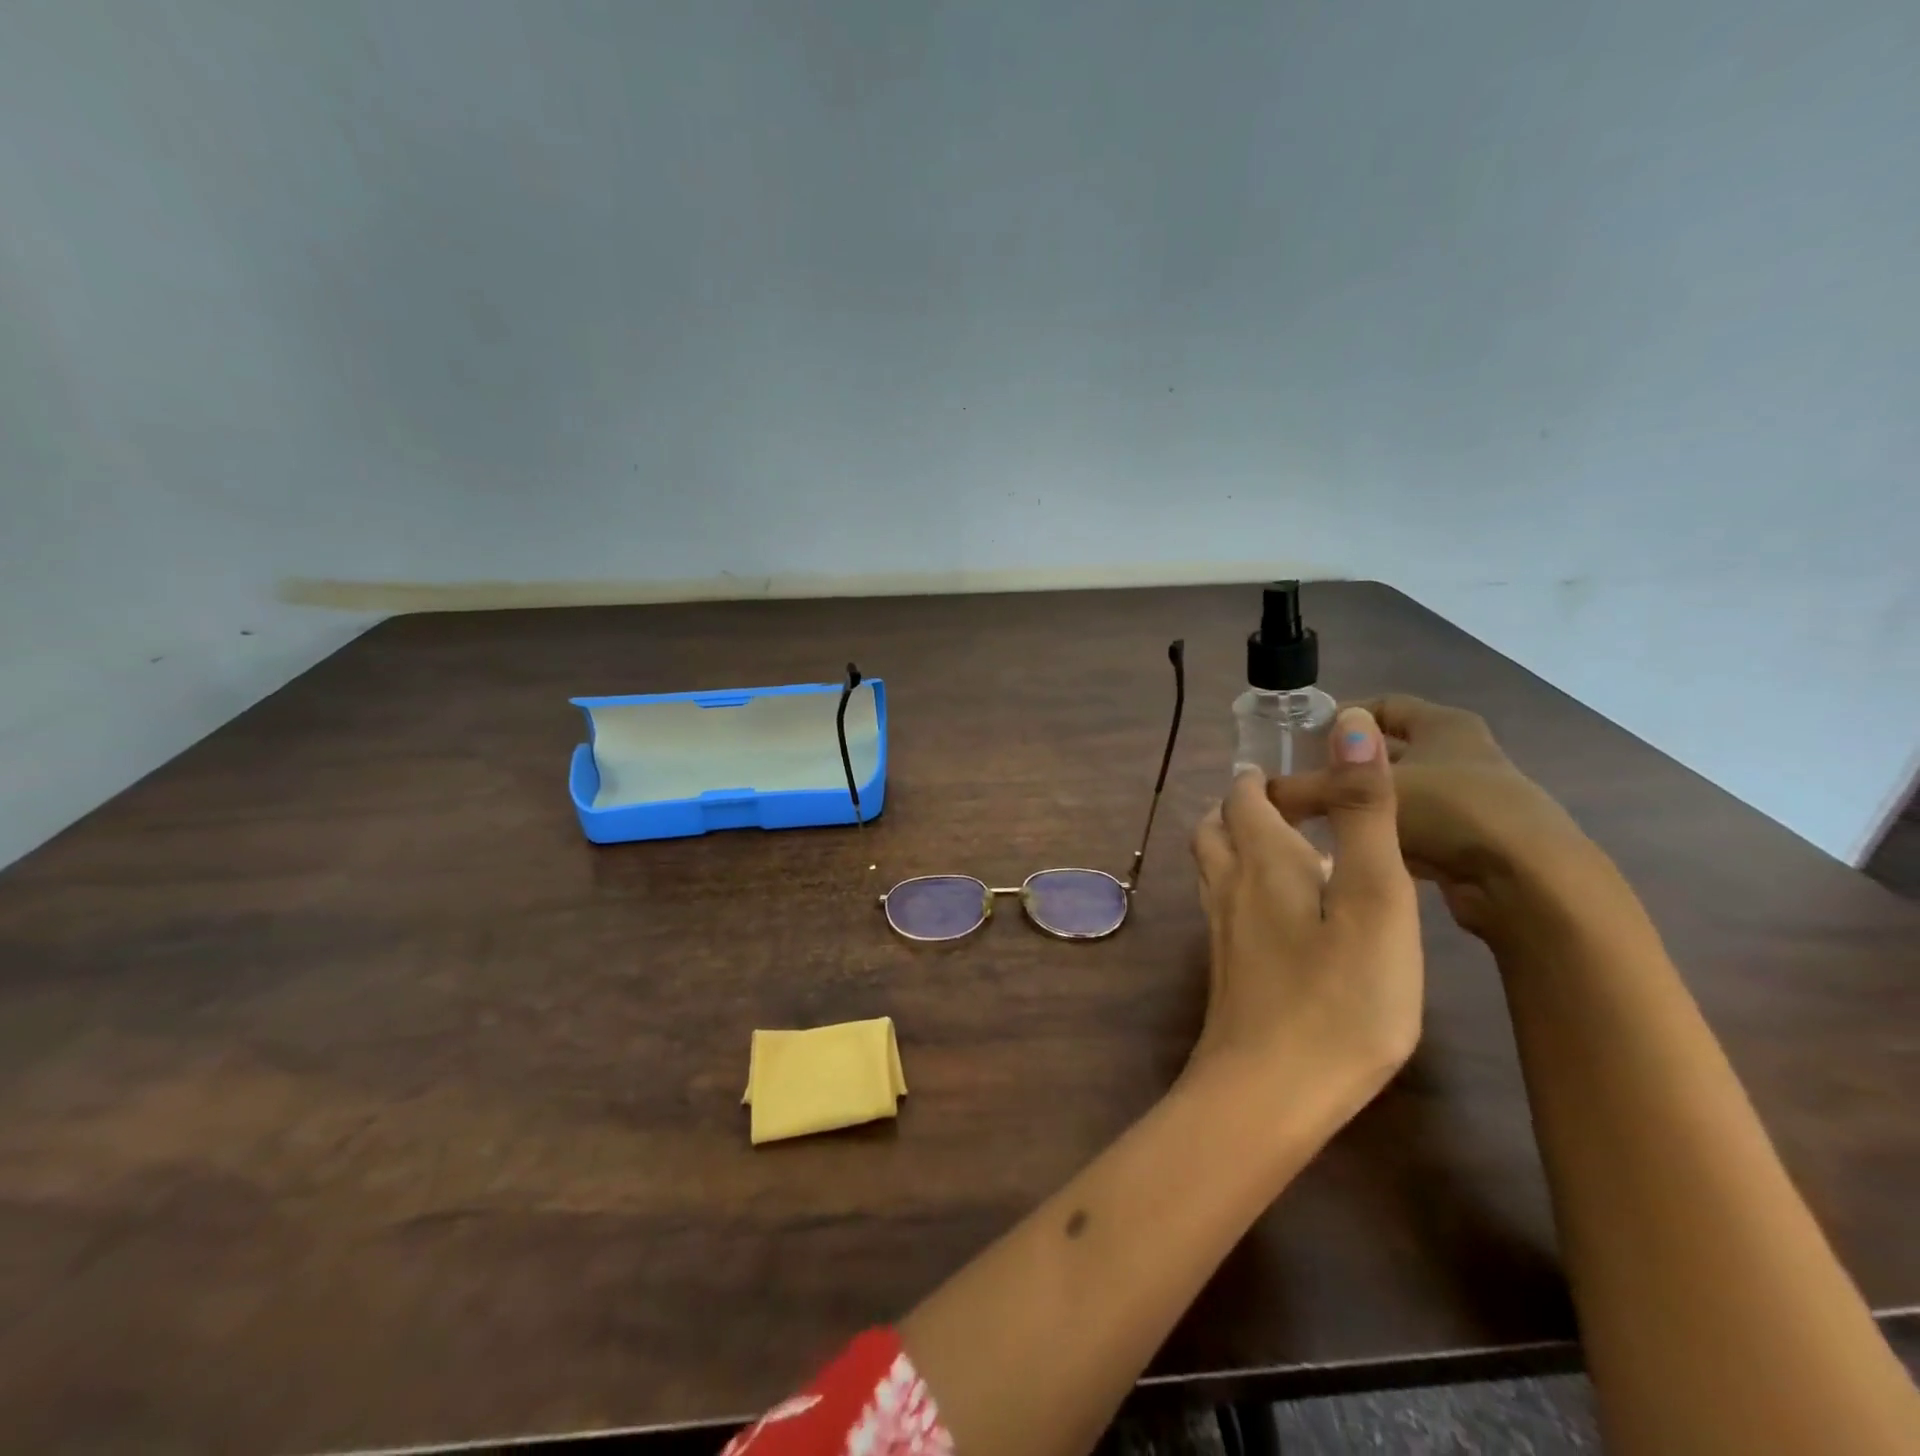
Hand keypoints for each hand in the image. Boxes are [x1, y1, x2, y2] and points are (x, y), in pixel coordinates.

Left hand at [1189, 707, 1421, 1106]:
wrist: (1269, 1092)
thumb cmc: (1340, 998)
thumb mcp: (1375, 899)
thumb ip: (1362, 812)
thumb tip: (1348, 724)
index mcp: (1261, 858)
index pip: (1244, 796)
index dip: (1264, 779)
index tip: (1300, 775)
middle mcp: (1228, 884)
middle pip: (1216, 826)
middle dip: (1243, 806)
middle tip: (1288, 807)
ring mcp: (1220, 929)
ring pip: (1212, 865)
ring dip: (1235, 843)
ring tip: (1281, 849)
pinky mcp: (1226, 967)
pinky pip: (1222, 903)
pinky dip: (1241, 885)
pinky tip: (1277, 912)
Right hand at [1267, 695, 1591, 938]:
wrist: (1528, 881)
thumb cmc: (1448, 811)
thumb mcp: (1363, 794)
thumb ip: (1308, 790)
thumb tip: (1259, 791)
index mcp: (1444, 726)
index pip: (1385, 705)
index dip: (1344, 717)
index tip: (1305, 738)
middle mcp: (1462, 756)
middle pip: (1390, 753)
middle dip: (1347, 768)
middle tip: (1301, 783)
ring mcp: (1471, 801)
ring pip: (1399, 796)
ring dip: (1363, 807)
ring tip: (1318, 822)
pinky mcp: (1471, 843)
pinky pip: (1412, 832)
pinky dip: (1383, 837)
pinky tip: (1353, 852)